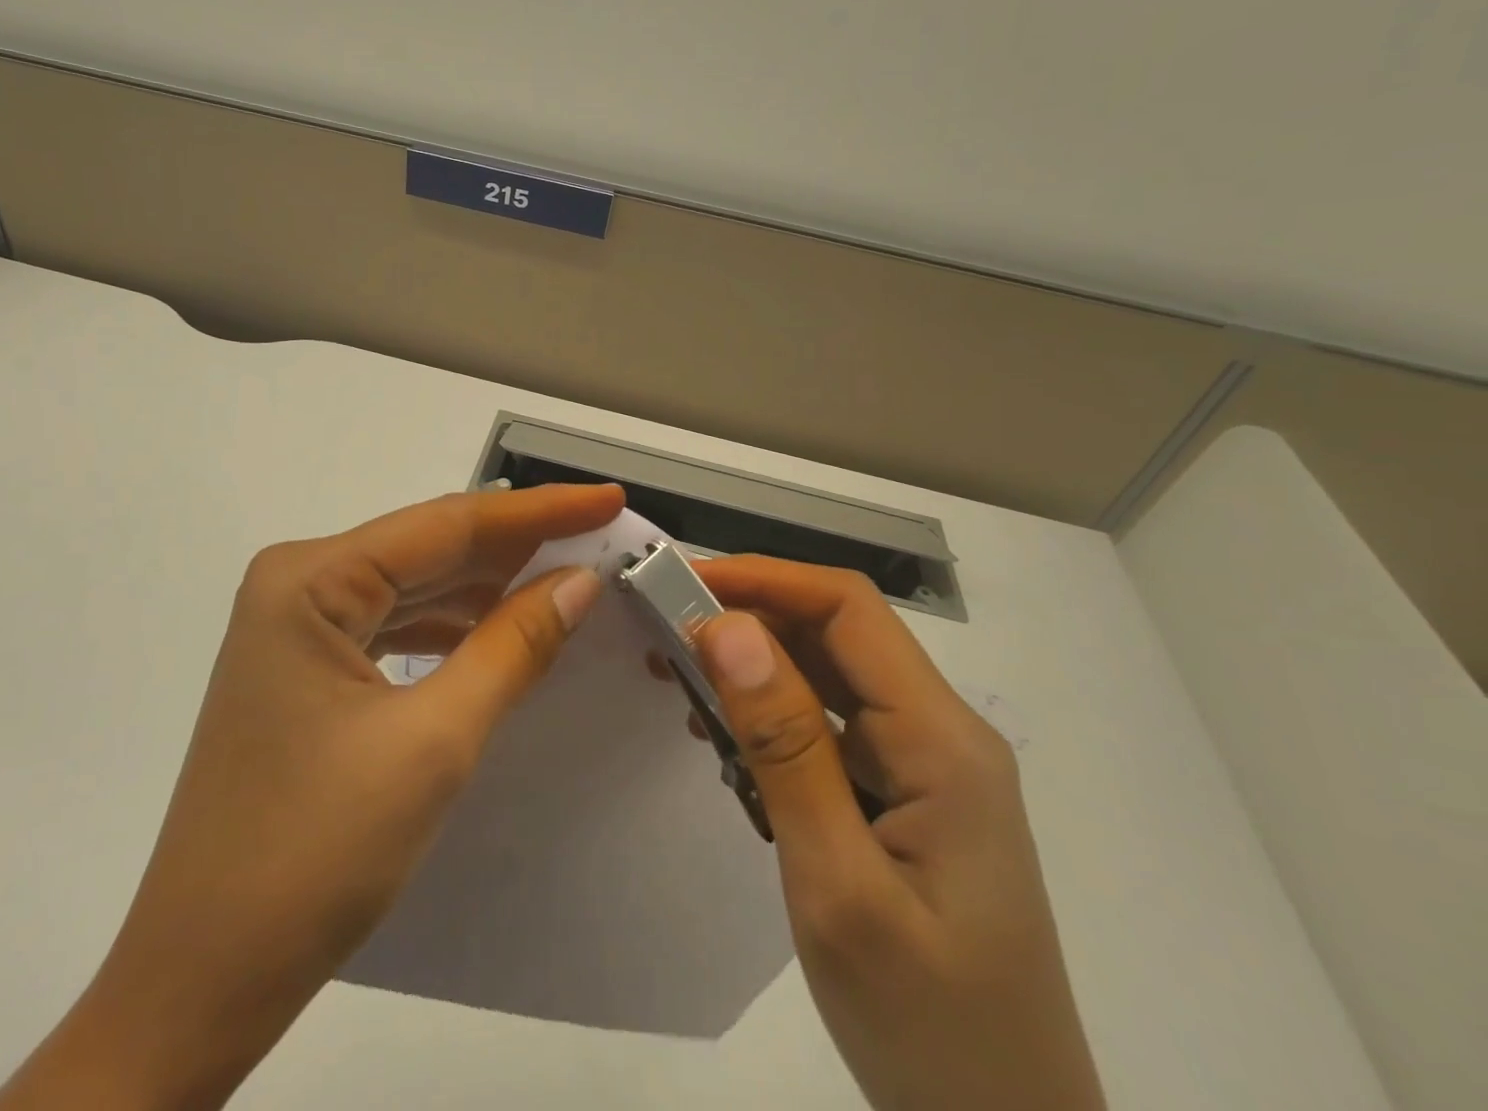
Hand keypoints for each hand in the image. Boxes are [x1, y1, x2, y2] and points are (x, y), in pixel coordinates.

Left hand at [0, 482, 623, 1110]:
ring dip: (488, 585)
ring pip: (414, 584)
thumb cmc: (315, 854)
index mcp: (310, 578)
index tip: (607, 498)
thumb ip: (513, 646)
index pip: (446, 523)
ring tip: (566, 576)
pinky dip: (451, 625)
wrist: (203, 977)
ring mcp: (297, 624)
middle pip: (429, 548)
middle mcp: (297, 582)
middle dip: (517, 545)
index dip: (538, 511)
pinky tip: (499, 628)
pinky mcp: (306, 665)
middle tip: (600, 536)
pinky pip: (394, 624)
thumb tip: (581, 581)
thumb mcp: (434, 741)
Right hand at [690, 557, 1104, 1110]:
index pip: (847, 608)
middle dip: (747, 617)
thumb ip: (785, 747)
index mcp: (940, 740)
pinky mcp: (903, 797)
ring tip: (678, 677)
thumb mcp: (838, 885)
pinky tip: (723, 738)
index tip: (682, 584)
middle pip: (835, 634)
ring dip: (752, 666)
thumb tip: (727, 628)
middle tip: (662, 631)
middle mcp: (939, 733)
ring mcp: (924, 766)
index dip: (764, 578)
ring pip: (828, 676)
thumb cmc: (928, 1025)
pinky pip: (829, 726)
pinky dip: (769, 716)